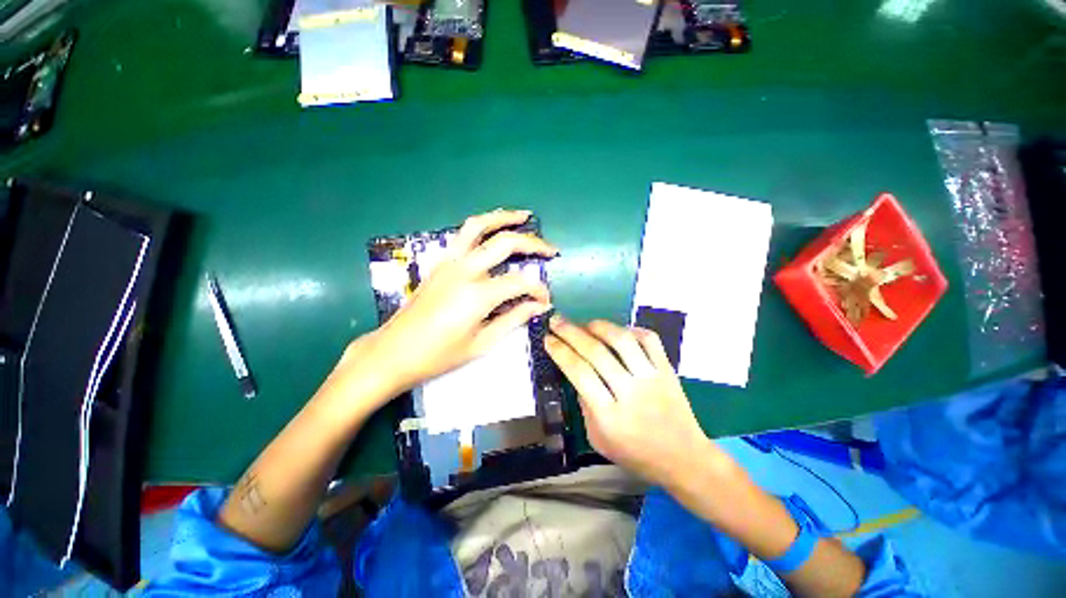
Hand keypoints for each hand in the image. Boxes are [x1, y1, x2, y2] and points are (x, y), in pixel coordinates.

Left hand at [350, 210, 555, 401]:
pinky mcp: (440, 262)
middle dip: (533, 244)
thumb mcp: (482, 343)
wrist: (393, 351)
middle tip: (551, 250)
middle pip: (505, 243)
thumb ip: (514, 319)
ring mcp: (449, 262)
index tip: (545, 300)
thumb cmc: (439, 355)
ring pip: (479, 226)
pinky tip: (493, 230)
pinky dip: (483, 227)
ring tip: (523, 216)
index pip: (520, 282)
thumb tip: (540, 305)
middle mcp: (464, 270)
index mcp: (477, 294)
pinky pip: (463, 235)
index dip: (538, 290)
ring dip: (503, 218)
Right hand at [544, 316, 718, 486]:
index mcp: (609, 415)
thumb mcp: (597, 438)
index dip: (560, 352)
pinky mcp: (667, 369)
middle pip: (596, 352)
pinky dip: (630, 329)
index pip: (579, 373)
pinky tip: (617, 331)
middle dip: (570, 332)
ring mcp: (651, 378)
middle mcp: (630, 392)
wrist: (684, 458)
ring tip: (585, 323)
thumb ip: (584, 405)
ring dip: (599, 326)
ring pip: (622, 340)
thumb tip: (576, 372)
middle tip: (556, 321)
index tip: (548, 339)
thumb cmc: (635, 453)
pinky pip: (649, 339)